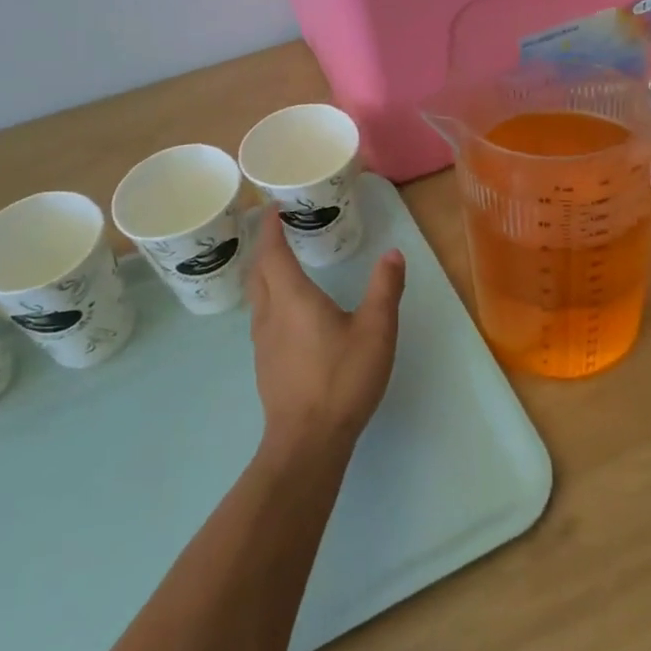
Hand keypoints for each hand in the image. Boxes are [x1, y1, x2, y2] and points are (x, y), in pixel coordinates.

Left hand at [247, 207, 406, 459]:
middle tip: (279, 232)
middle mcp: (270, 315)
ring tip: (283, 265)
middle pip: (257, 272)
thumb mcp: (376, 330)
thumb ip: (384, 288)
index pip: (272, 253)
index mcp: (292, 299)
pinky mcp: (266, 365)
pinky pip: (262, 318)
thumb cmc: (342, 378)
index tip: (274, 210)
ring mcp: (263, 343)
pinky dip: (270, 299)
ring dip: (265, 274)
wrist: (308, 440)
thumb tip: (393, 254)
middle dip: (265, 248)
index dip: (271, 229)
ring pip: (257, 297)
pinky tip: (290, 312)